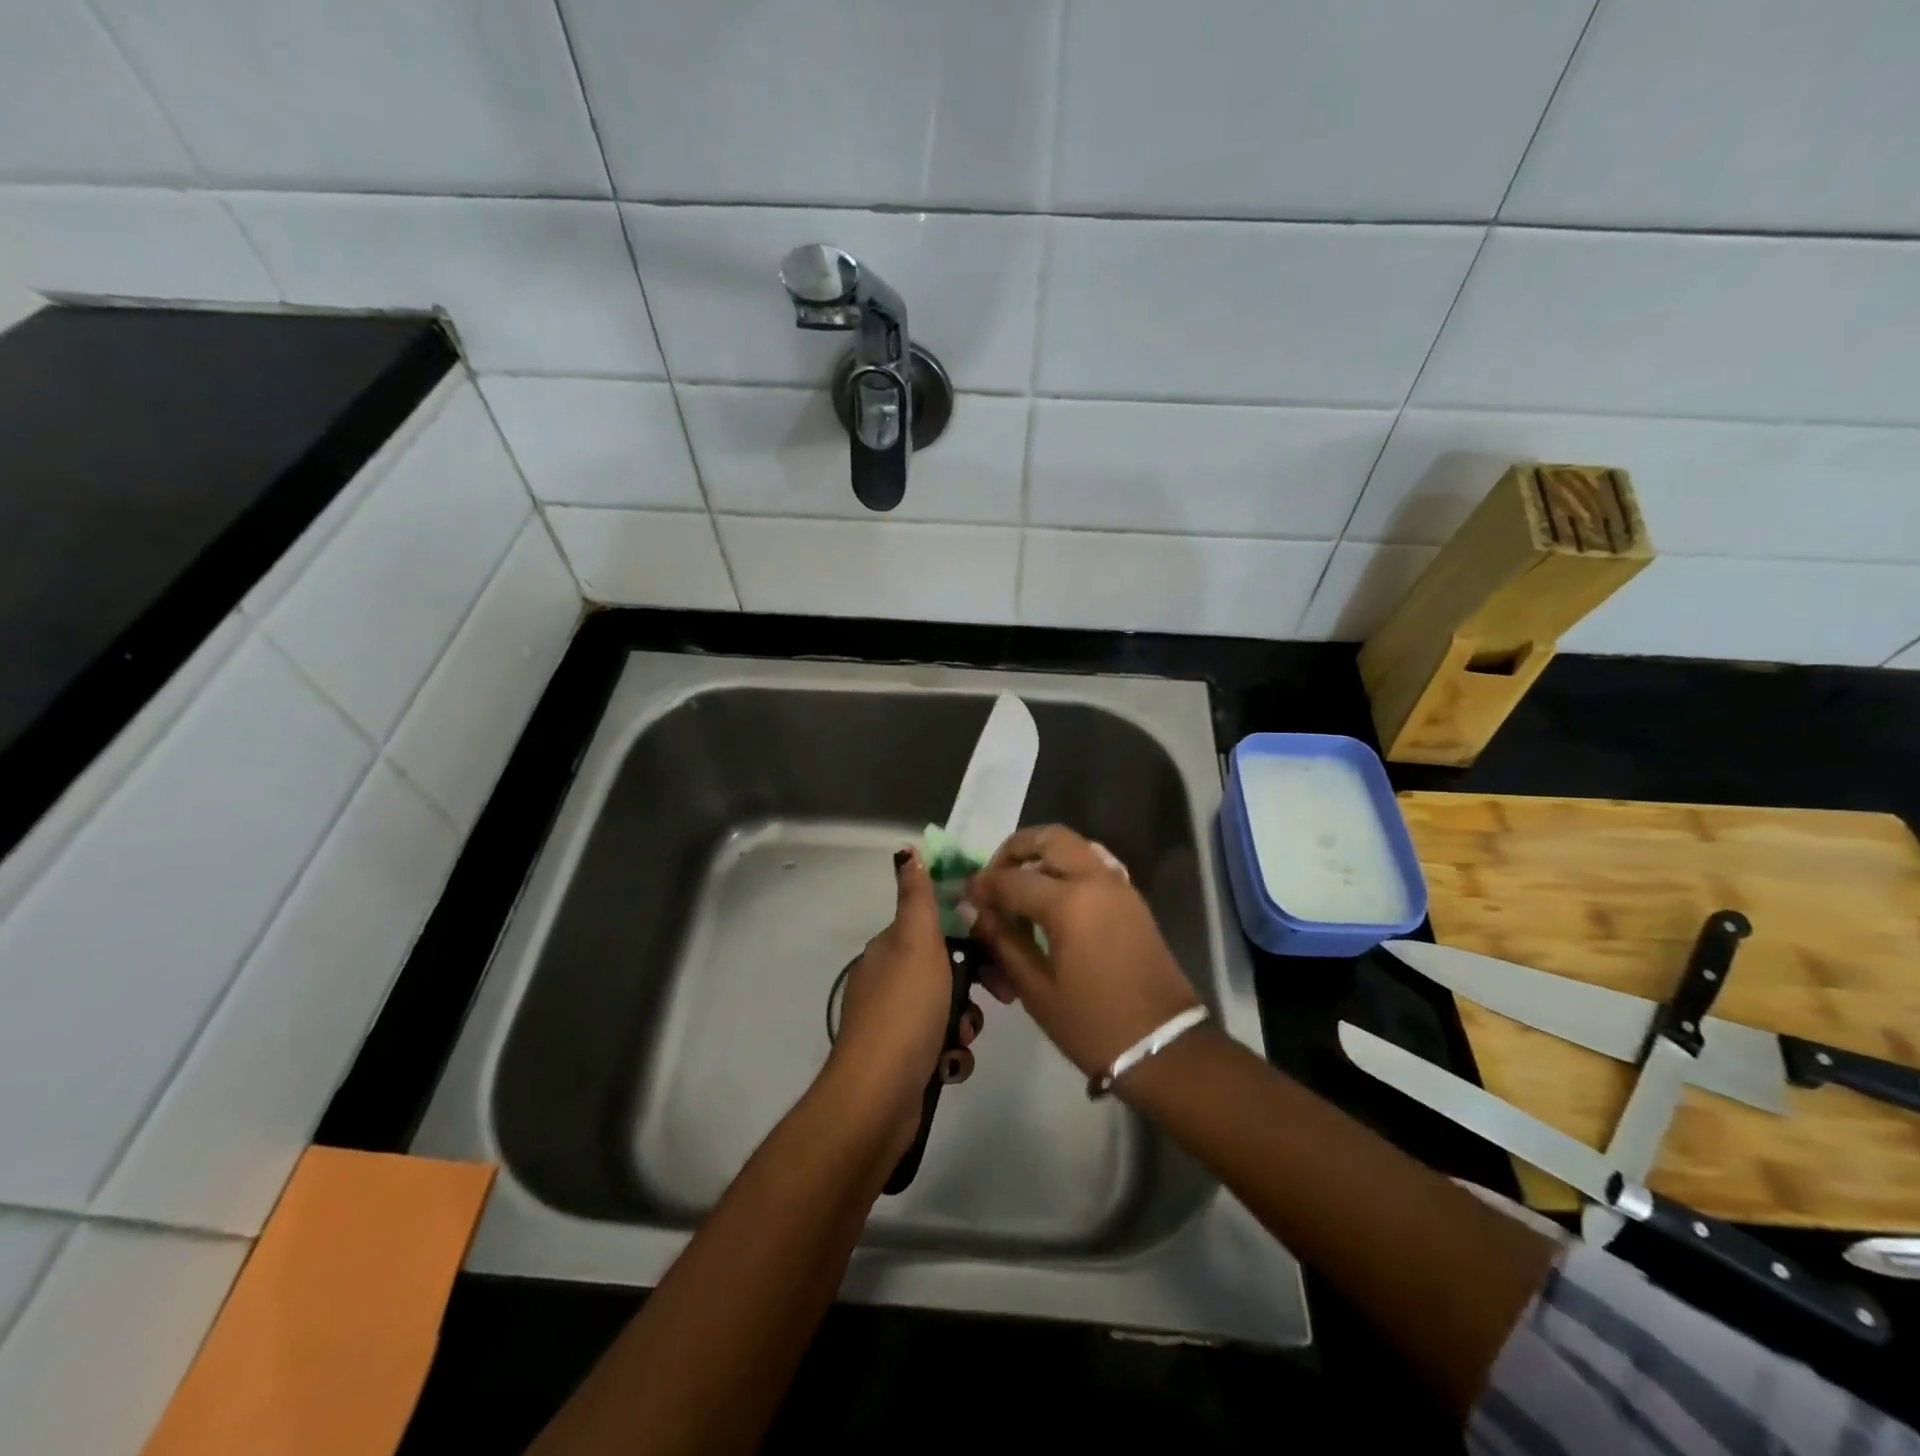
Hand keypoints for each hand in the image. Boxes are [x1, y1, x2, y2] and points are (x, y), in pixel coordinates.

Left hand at [827, 848, 983, 1158]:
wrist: (878, 1097)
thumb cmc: (905, 1010)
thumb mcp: (916, 943)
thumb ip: (917, 898)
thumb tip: (907, 851)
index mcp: (891, 948)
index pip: (938, 926)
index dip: (972, 933)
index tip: (1001, 947)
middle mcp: (891, 980)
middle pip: (949, 968)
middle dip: (976, 984)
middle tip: (1002, 997)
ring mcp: (897, 1021)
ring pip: (951, 1008)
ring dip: (965, 1022)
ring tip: (962, 1038)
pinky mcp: (906, 1058)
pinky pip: (943, 1045)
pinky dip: (952, 1053)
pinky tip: (949, 1065)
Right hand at [966, 826, 1200, 1079]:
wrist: (1164, 1046)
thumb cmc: (1093, 1024)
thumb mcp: (1037, 988)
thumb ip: (1003, 941)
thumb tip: (975, 911)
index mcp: (1069, 902)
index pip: (1011, 879)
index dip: (982, 885)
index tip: (964, 895)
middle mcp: (1095, 880)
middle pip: (1049, 838)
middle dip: (1015, 849)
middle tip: (996, 877)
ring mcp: (1119, 886)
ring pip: (1075, 846)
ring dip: (1044, 855)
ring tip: (1022, 887)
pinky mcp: (1132, 899)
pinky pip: (1094, 864)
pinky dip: (1068, 868)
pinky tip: (1053, 901)